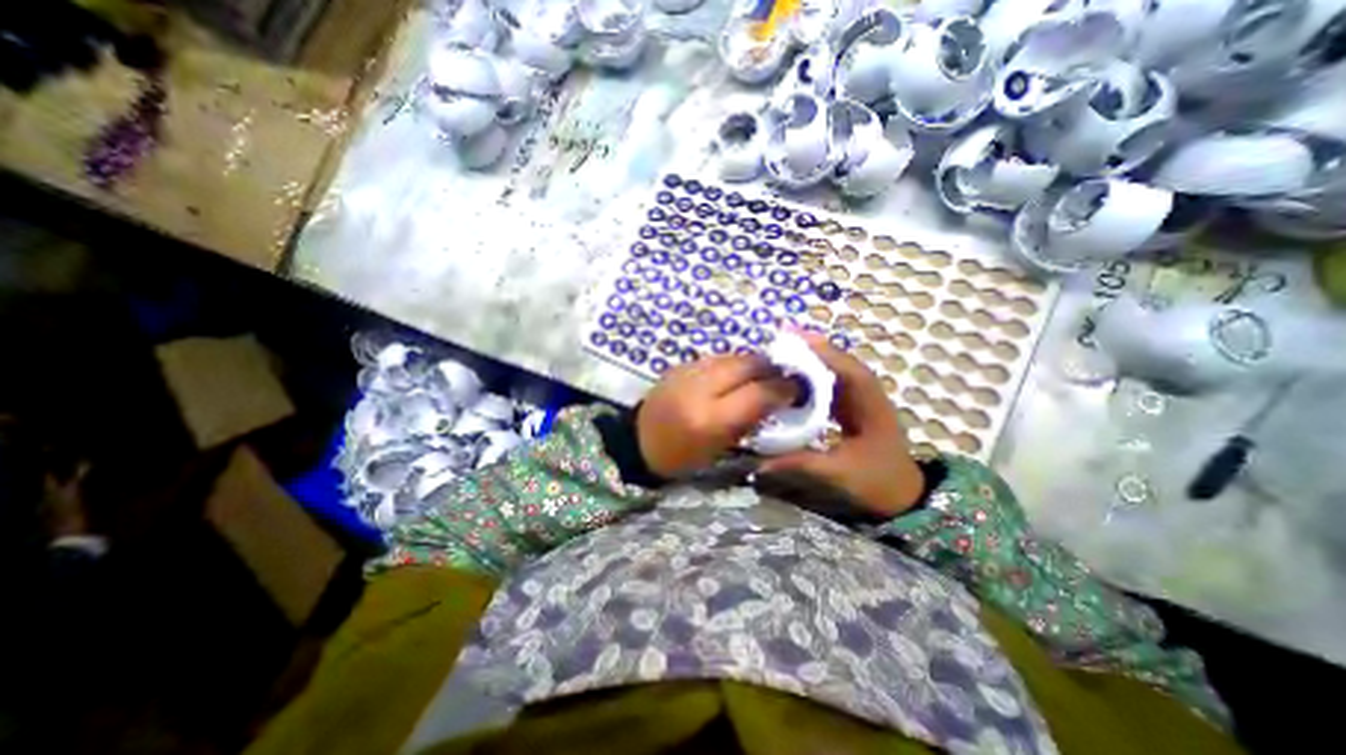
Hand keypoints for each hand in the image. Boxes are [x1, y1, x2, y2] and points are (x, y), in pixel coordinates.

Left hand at [636, 353, 789, 476]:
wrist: (638, 442)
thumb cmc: (682, 457)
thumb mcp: (720, 448)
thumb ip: (750, 420)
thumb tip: (778, 398)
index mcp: (710, 419)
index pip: (758, 392)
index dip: (783, 388)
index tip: (798, 388)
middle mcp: (699, 388)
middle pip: (747, 364)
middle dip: (771, 367)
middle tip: (784, 375)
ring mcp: (687, 372)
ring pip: (732, 356)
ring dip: (752, 363)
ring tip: (762, 373)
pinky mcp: (680, 365)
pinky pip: (715, 357)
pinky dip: (731, 363)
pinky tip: (736, 373)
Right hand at [755, 332, 926, 517]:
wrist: (905, 496)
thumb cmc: (878, 481)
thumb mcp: (838, 473)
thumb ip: (800, 463)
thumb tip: (759, 462)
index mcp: (869, 404)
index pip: (845, 368)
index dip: (819, 351)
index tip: (790, 339)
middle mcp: (866, 393)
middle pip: (838, 363)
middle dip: (810, 350)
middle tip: (778, 341)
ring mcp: (860, 399)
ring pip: (834, 371)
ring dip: (810, 361)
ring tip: (781, 353)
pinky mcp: (851, 406)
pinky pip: (830, 384)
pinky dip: (813, 378)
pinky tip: (793, 379)